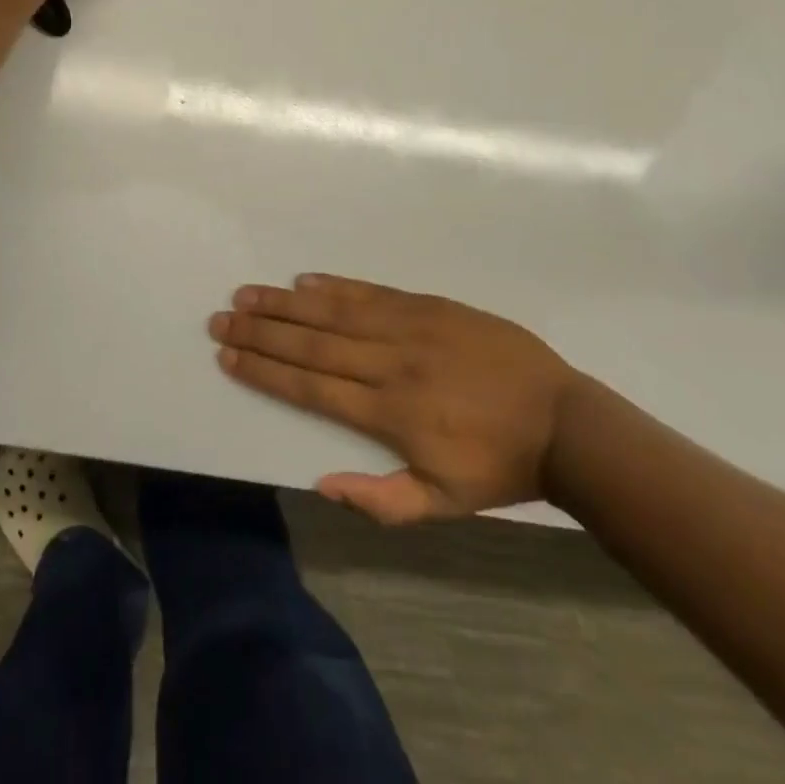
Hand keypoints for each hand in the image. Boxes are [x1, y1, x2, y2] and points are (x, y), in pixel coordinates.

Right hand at [209, 274, 580, 523]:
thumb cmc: (497, 466)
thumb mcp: (443, 503)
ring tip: (247, 293)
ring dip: (286, 303)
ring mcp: (409, 328)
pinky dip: (335, 285)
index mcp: (389, 413)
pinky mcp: (429, 305)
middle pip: (311, 343)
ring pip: (334, 311)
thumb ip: (382, 500)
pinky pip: (372, 292)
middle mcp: (389, 363)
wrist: (562, 420)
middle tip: (222, 317)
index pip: (310, 387)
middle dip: (261, 331)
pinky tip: (304, 280)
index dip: (265, 370)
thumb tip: (321, 484)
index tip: (229, 355)